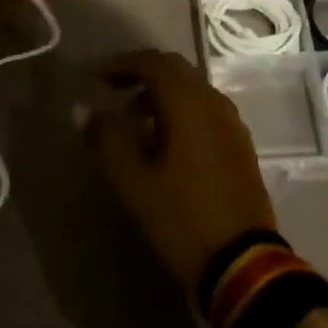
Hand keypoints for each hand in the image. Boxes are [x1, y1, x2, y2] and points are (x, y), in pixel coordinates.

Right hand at [80, 50, 276, 290]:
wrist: (244, 265)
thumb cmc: (182, 218)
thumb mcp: (133, 183)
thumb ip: (106, 139)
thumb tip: (82, 108)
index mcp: (188, 103)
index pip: (151, 62)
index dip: (120, 64)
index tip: (94, 78)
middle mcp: (212, 101)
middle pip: (174, 68)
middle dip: (141, 72)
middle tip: (112, 90)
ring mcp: (231, 122)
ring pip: (191, 88)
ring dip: (161, 92)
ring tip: (133, 119)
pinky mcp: (239, 143)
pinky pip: (205, 108)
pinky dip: (181, 109)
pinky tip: (164, 140)